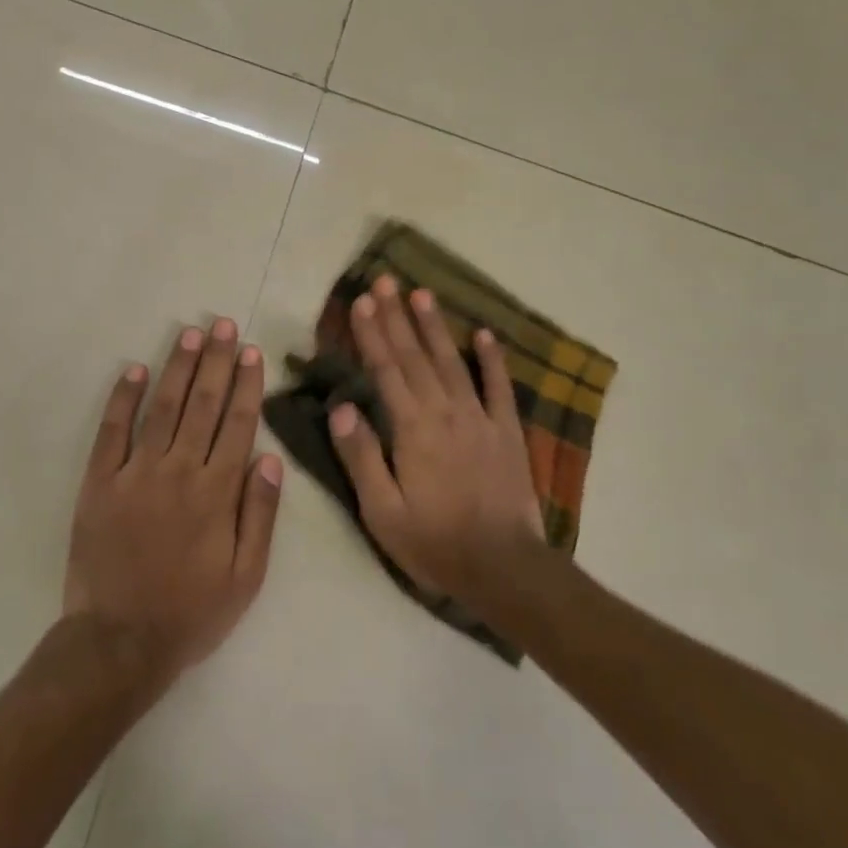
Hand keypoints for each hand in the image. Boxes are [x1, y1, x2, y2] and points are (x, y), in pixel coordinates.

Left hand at [64, 318, 282, 676]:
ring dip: (177, 368)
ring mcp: (134, 474)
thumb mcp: (246, 576)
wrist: (120, 642)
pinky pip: (111, 432)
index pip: (237, 424)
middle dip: (216, 361)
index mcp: (216, 493)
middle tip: (224, 324)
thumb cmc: (192, 612)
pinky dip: (123, 399)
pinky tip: (135, 370)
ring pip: (162, 408)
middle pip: (202, 405)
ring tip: (190, 334)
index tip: (251, 352)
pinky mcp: (98, 484)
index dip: (245, 385)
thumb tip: (268, 458)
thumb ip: (260, 515)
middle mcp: (178, 472)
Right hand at [327, 277, 548, 608]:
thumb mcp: (382, 512)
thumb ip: (361, 457)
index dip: (371, 334)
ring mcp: (480, 418)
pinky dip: (491, 359)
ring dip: (435, 327)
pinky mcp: (507, 432)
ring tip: (422, 294)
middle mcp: (445, 412)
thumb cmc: (433, 543)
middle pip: (416, 357)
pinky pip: (499, 387)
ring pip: (452, 362)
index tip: (360, 302)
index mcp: (412, 429)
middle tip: (385, 281)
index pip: (386, 370)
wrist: (502, 566)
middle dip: (397, 317)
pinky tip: (484, 334)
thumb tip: (341, 408)